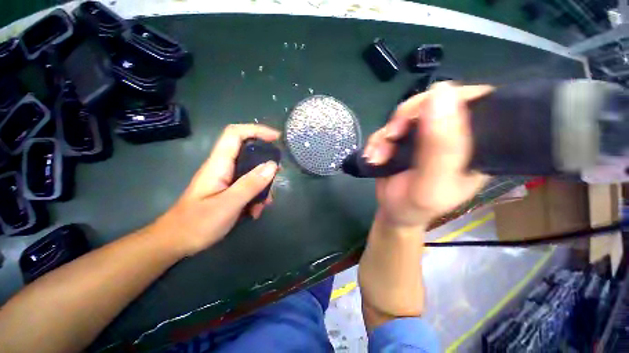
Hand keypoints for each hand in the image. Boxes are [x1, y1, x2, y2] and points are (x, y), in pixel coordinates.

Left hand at [146, 124, 280, 256]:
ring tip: (264, 204)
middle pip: (249, 153)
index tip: (277, 138)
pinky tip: (255, 212)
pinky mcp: (229, 190)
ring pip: (252, 172)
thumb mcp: (228, 204)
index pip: (236, 134)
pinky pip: (249, 186)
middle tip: (278, 175)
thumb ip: (250, 184)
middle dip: (266, 164)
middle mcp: (223, 167)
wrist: (175, 242)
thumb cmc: (197, 224)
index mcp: (219, 164)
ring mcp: (227, 180)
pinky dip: (256, 196)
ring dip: (263, 186)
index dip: (257, 131)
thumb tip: (272, 165)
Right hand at [363, 83, 492, 228]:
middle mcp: (452, 136)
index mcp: (474, 145)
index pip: (475, 102)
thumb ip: (440, 146)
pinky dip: (377, 141)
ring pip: (405, 115)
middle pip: (433, 102)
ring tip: (378, 157)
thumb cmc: (415, 206)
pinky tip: (373, 157)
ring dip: (385, 135)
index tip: (422, 116)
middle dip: (405, 118)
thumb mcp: (431, 183)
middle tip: (391, 137)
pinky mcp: (404, 140)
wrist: (393, 212)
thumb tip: (442, 91)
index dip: (449, 99)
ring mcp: (425, 137)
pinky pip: (388, 128)